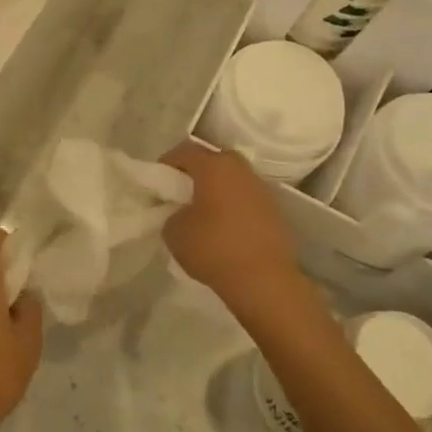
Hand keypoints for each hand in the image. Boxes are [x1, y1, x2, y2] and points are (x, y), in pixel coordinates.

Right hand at [160, 141, 304, 316]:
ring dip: (217, 188)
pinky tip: (225, 226)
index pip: (184, 151)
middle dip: (196, 171)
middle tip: (181, 192)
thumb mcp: (174, 231)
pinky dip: (234, 205)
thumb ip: (171, 213)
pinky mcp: (274, 210)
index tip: (157, 182)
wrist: (264, 280)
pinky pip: (246, 198)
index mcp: (214, 167)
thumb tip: (180, 213)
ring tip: (204, 211)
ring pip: (233, 178)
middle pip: (213, 159)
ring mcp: (261, 189)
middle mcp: (240, 170)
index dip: (167, 163)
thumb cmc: (213, 248)